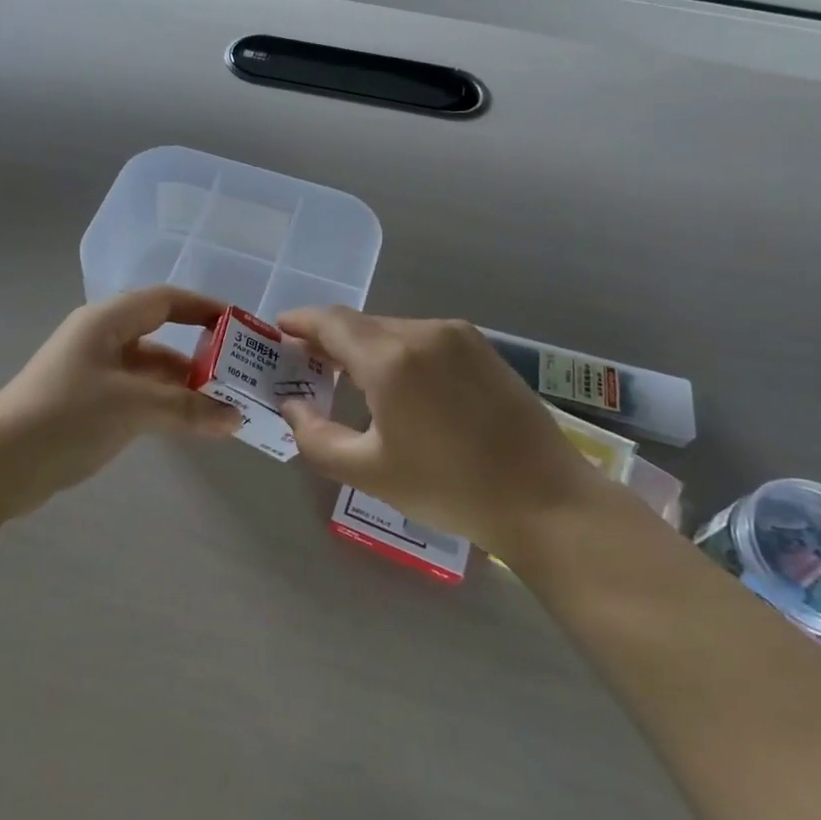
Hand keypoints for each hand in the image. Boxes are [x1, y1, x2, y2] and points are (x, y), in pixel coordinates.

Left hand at [0, 286, 244, 500]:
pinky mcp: (88, 403)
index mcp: (106, 322)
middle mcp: (100, 339)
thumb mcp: (132, 407)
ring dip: (184, 386)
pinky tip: (189, 424)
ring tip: (223, 407)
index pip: (165, 300)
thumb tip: (236, 418)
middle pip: (160, 336)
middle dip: (200, 355)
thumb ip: (187, 409)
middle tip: (239, 376)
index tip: (241, 327)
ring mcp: (92, 372)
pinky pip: (137, 394)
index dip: (205, 309)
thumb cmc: (66, 417)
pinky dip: (164, 404)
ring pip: (150, 370)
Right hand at [277, 308, 608, 552]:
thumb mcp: (368, 471)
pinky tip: (396, 384)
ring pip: (392, 330)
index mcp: (390, 358)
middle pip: (360, 324)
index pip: (331, 322)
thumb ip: (315, 436)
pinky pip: (422, 339)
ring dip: (364, 347)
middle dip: (328, 339)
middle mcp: (422, 332)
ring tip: (348, 378)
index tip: (278, 330)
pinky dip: (396, 352)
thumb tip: (293, 405)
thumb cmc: (448, 487)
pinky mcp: (481, 348)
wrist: (543, 497)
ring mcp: (457, 336)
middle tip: (307, 364)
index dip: (300, 322)